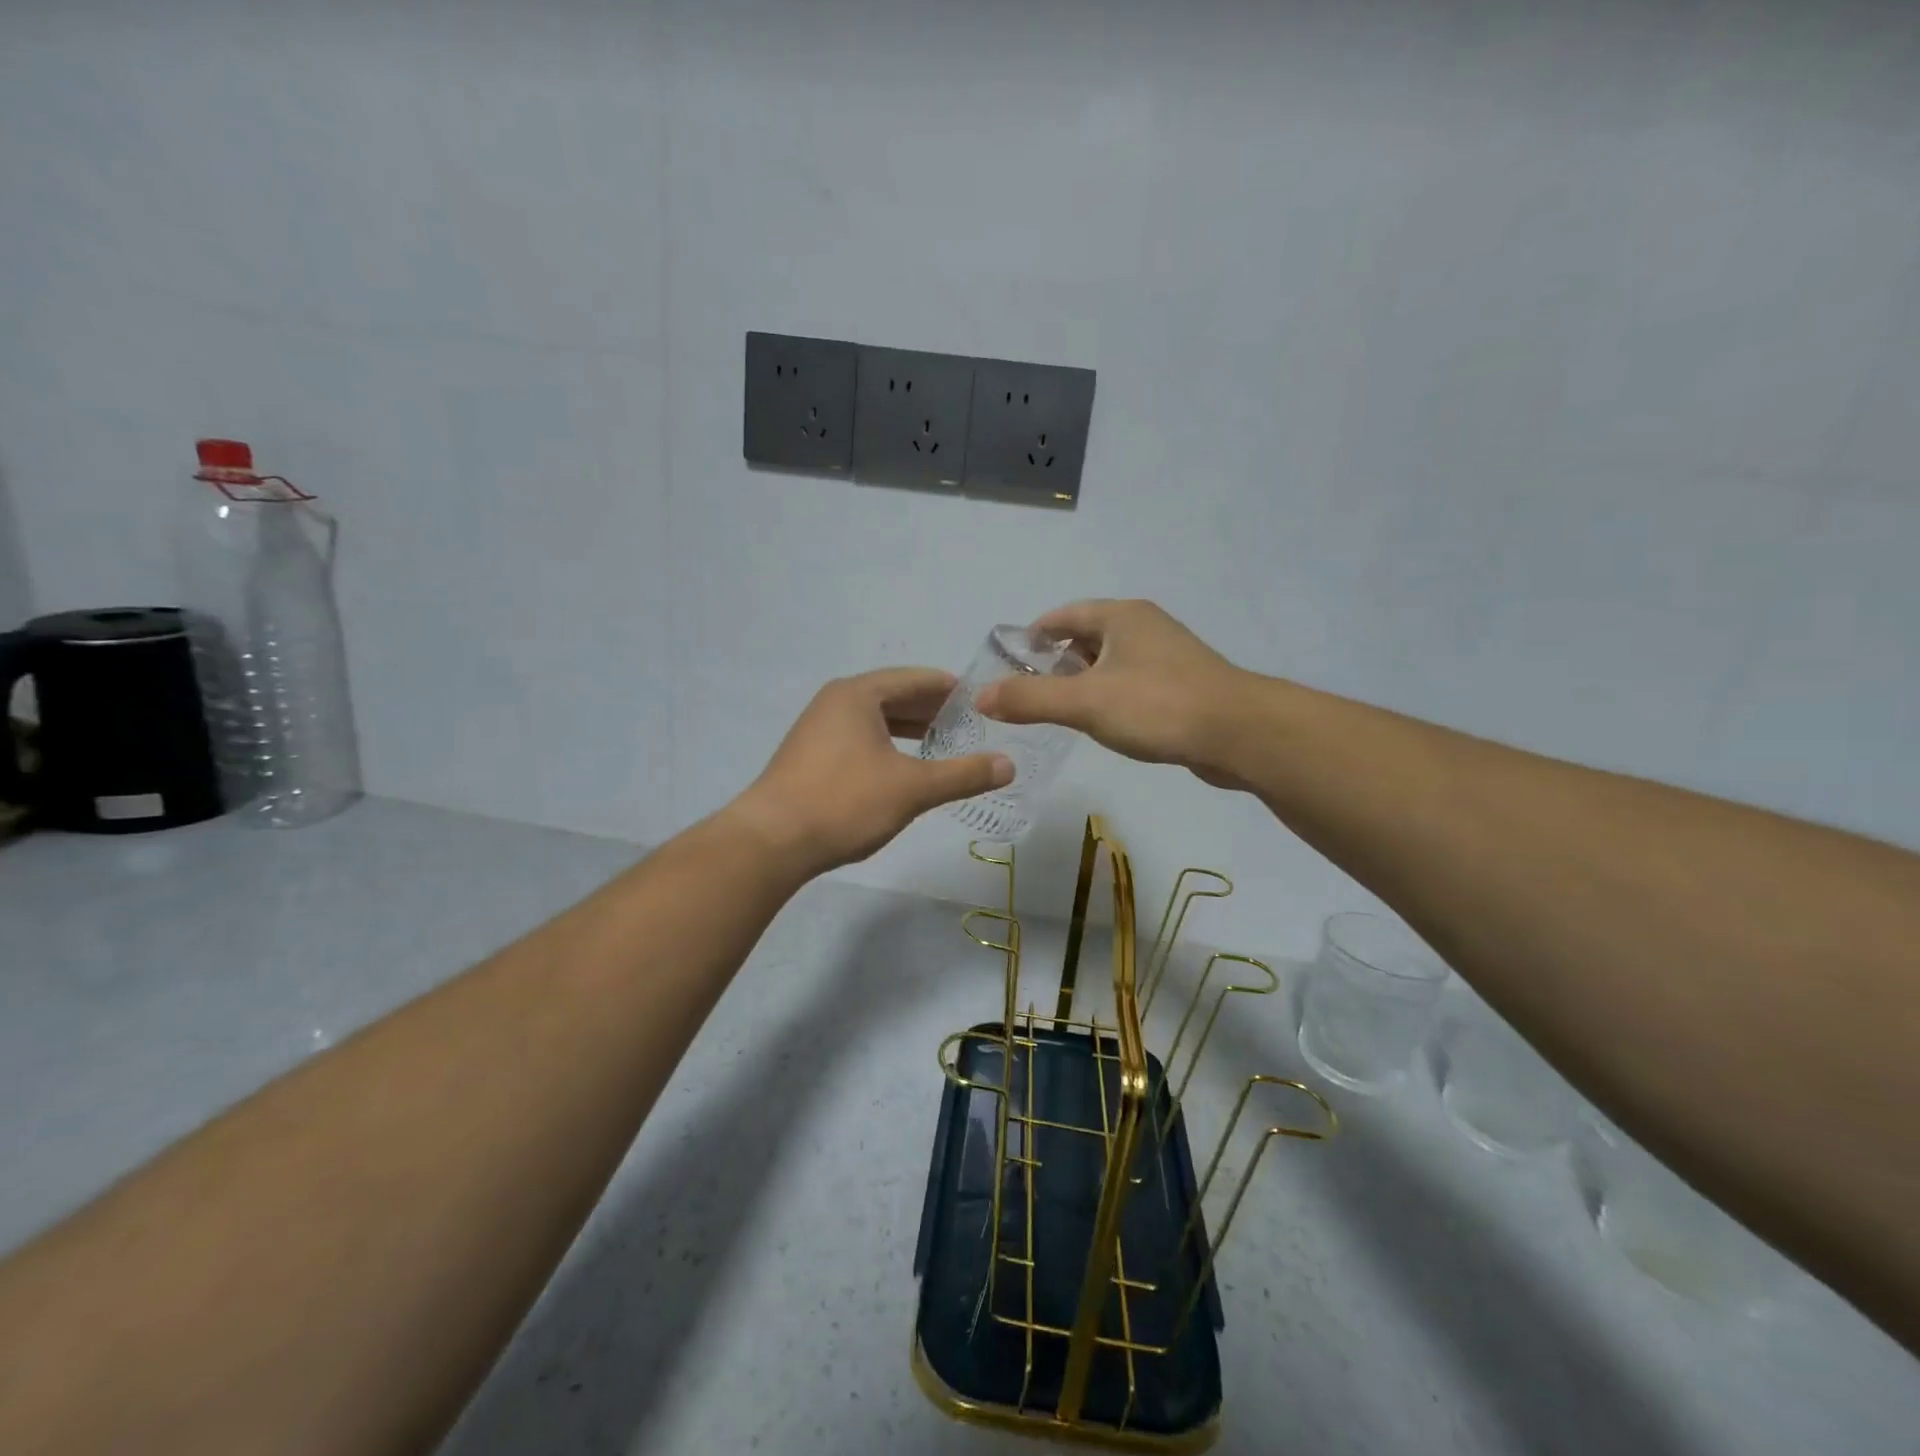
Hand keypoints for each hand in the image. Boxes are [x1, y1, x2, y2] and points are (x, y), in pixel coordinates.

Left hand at [731, 667, 1014, 874]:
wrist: (771, 841)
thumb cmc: (845, 802)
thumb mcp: (912, 788)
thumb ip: (962, 774)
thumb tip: (1009, 765)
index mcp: (858, 695)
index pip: (914, 679)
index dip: (949, 688)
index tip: (980, 699)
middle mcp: (835, 702)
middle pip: (893, 696)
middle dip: (931, 709)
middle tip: (969, 724)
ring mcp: (817, 729)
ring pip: (874, 720)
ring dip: (909, 729)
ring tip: (942, 744)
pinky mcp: (809, 757)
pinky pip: (858, 739)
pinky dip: (887, 746)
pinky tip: (902, 768)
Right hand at [975, 600, 1251, 785]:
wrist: (1240, 734)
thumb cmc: (1158, 706)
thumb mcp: (1086, 702)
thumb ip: (1031, 698)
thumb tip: (980, 696)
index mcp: (1121, 616)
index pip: (1063, 615)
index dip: (1032, 635)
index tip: (1008, 663)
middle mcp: (1144, 627)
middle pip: (1085, 637)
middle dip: (1054, 661)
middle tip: (1026, 692)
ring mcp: (1167, 656)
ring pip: (1110, 662)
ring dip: (1082, 681)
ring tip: (1057, 710)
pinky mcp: (1181, 685)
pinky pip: (1131, 683)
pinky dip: (1109, 696)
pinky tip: (1102, 724)